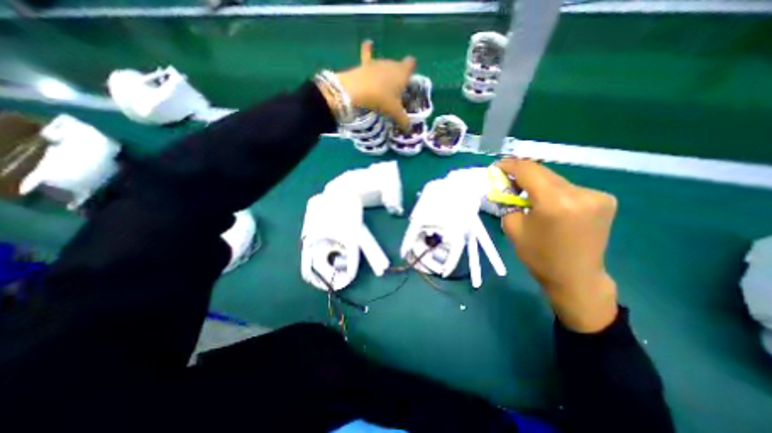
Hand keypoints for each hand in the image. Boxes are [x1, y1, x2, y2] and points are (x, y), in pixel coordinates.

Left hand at [333, 41, 412, 130]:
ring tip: (382, 88)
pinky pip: (367, 54)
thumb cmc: (381, 99)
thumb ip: (404, 120)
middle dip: (398, 76)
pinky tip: (368, 44)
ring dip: (385, 74)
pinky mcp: (365, 65)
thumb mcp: (394, 112)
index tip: (409, 81)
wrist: (356, 91)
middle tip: (395, 92)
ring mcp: (377, 62)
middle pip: (398, 66)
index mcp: (402, 72)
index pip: (411, 64)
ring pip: (385, 65)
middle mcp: (391, 63)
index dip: (411, 70)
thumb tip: (410, 130)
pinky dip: (368, 50)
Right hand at [498, 158, 619, 330]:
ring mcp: (596, 195)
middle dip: (522, 174)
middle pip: (543, 172)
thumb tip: (505, 185)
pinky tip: (548, 203)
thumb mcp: (513, 227)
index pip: (528, 170)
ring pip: (556, 179)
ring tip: (525, 193)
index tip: (497, 167)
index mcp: (555, 202)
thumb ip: (507, 201)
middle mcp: (580, 193)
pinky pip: (569, 187)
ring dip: (537, 182)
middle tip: (507, 180)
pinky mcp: (604, 200)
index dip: (510, 165)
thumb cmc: (538, 255)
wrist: (575, 277)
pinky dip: (553, 190)